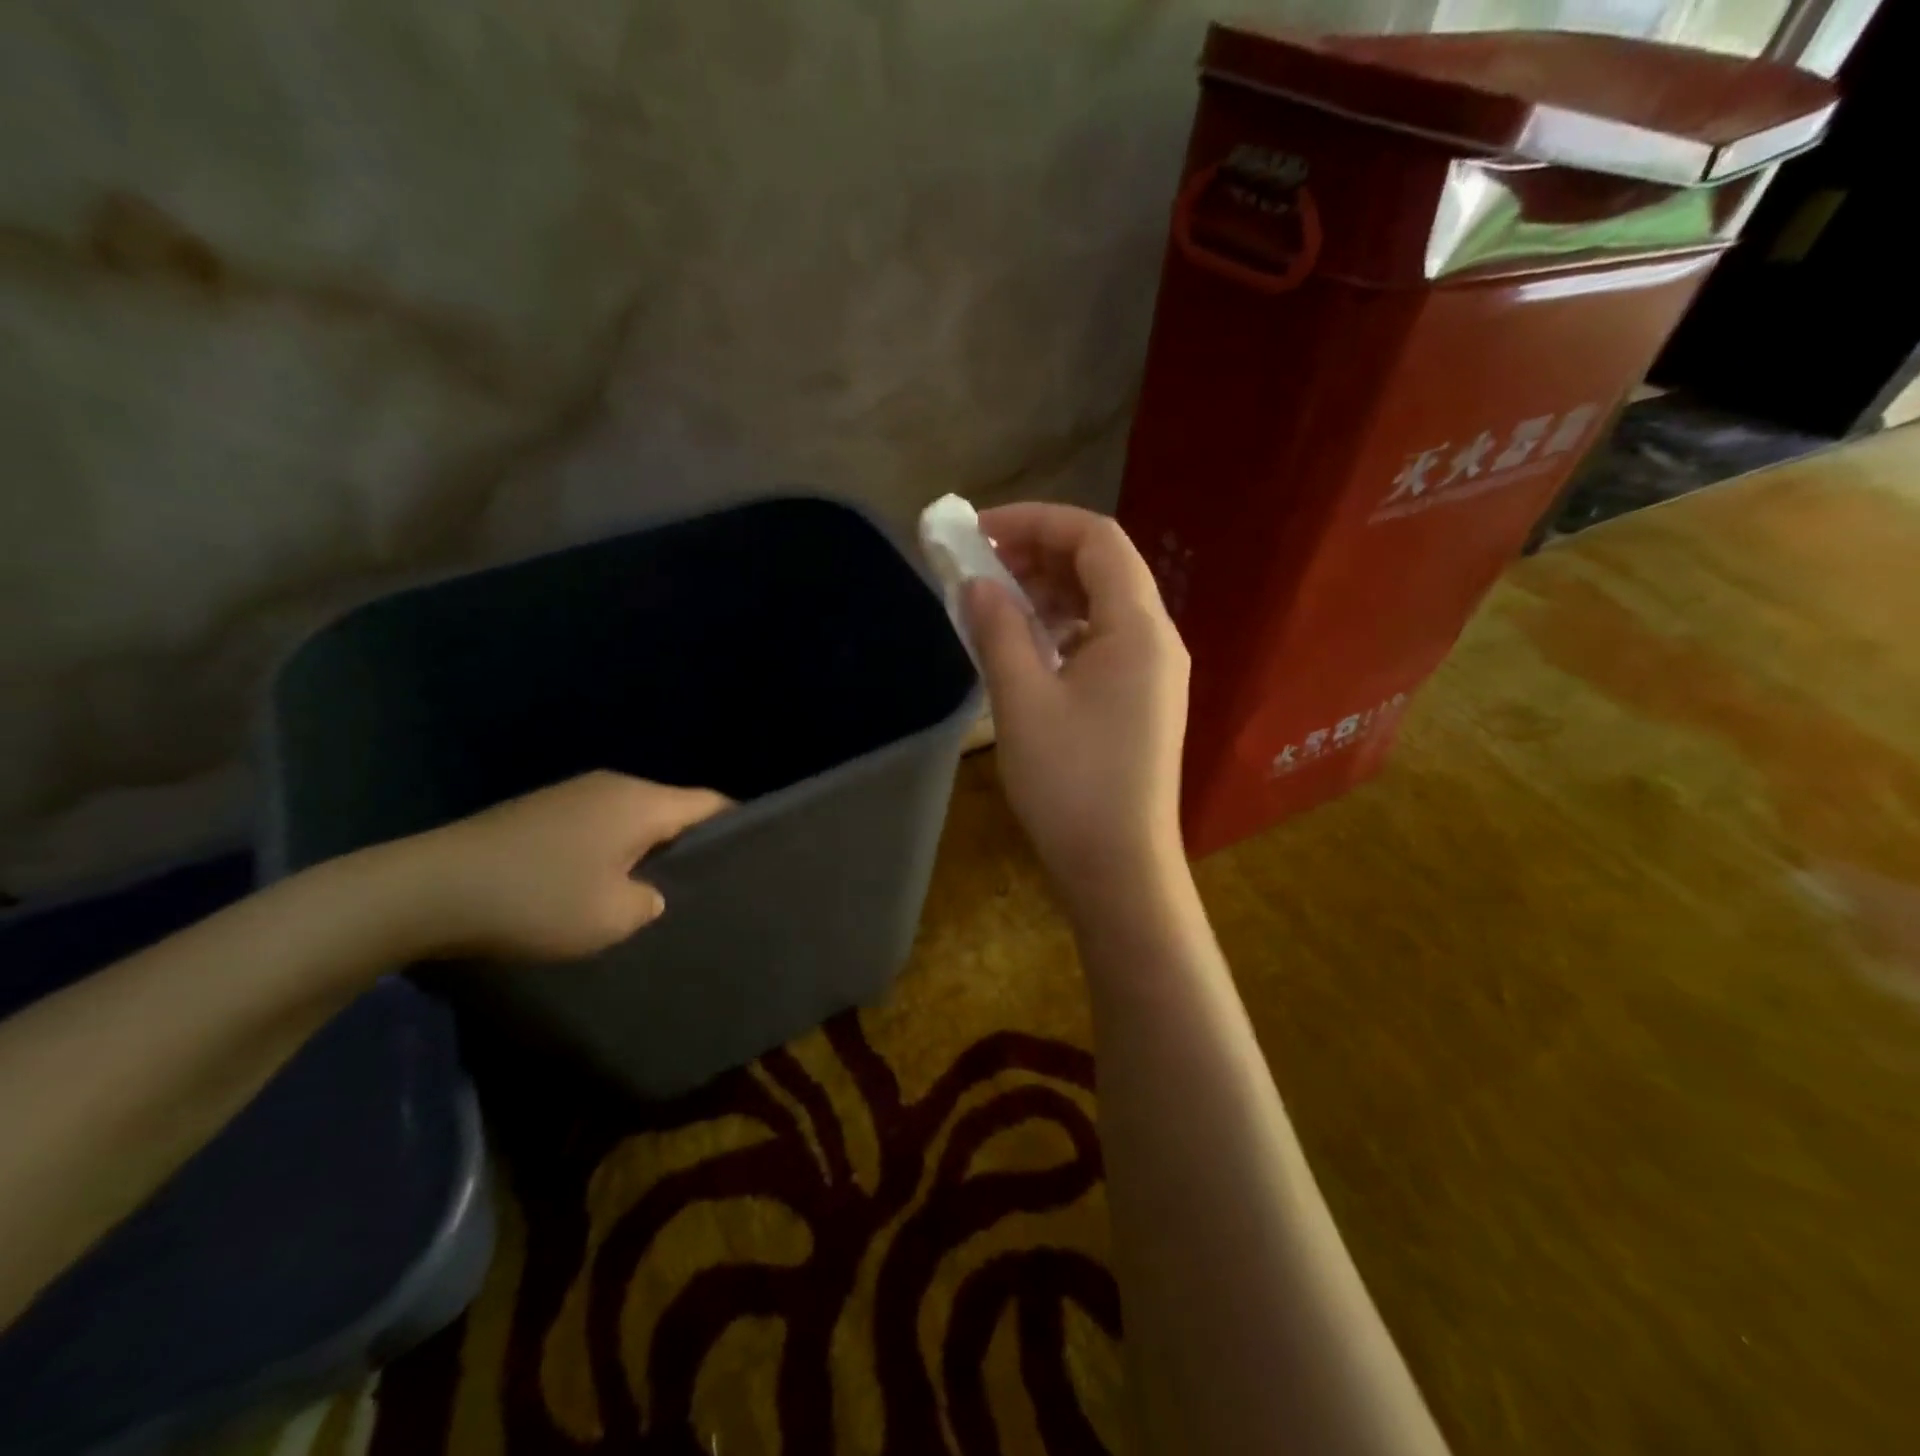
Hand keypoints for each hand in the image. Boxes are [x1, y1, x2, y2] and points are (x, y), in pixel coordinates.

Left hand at [395, 772, 731, 961]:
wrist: (427, 888)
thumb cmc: (536, 900)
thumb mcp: (613, 916)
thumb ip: (652, 900)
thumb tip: (650, 890)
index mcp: (642, 802)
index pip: (711, 804)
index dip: (737, 828)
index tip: (752, 859)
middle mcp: (614, 786)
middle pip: (673, 807)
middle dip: (692, 842)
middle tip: (705, 884)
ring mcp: (574, 794)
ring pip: (635, 816)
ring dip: (648, 848)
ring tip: (655, 888)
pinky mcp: (542, 810)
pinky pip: (600, 823)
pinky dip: (613, 848)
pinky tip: (600, 882)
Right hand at [963, 503, 1189, 909]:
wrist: (1119, 868)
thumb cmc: (1071, 783)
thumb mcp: (1022, 700)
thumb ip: (998, 629)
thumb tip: (978, 584)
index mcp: (1138, 627)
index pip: (1096, 538)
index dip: (1037, 521)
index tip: (981, 531)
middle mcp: (1158, 639)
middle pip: (1104, 566)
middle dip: (1040, 554)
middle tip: (982, 566)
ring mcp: (1156, 673)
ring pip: (1104, 605)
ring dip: (1050, 593)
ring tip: (997, 606)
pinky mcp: (1143, 702)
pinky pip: (1104, 642)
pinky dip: (1063, 630)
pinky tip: (1027, 650)